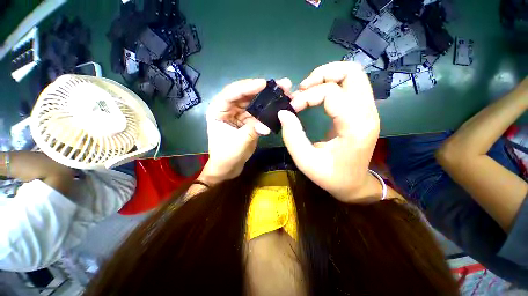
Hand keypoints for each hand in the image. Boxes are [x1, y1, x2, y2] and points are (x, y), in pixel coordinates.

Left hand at [200, 78, 292, 184]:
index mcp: (218, 110)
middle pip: (246, 94)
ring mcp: (240, 113)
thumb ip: (251, 131)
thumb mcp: (237, 143)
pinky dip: (270, 108)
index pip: (232, 93)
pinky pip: (260, 111)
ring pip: (255, 101)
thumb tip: (267, 126)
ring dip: (269, 96)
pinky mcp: (249, 119)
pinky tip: (281, 103)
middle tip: (281, 84)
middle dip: (263, 89)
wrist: (229, 167)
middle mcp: (229, 108)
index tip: (264, 84)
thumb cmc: (226, 156)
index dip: (247, 87)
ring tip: (285, 91)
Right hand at [278, 62, 379, 202]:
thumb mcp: (306, 161)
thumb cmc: (331, 176)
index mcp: (355, 126)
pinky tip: (316, 96)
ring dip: (327, 77)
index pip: (331, 93)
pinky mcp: (362, 111)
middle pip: (352, 72)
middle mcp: (367, 113)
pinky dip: (331, 84)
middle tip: (303, 89)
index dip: (306, 97)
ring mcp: (368, 110)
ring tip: (308, 90)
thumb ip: (292, 136)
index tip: (292, 108)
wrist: (353, 184)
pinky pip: (349, 85)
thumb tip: (283, 112)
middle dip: (322, 74)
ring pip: (353, 74)